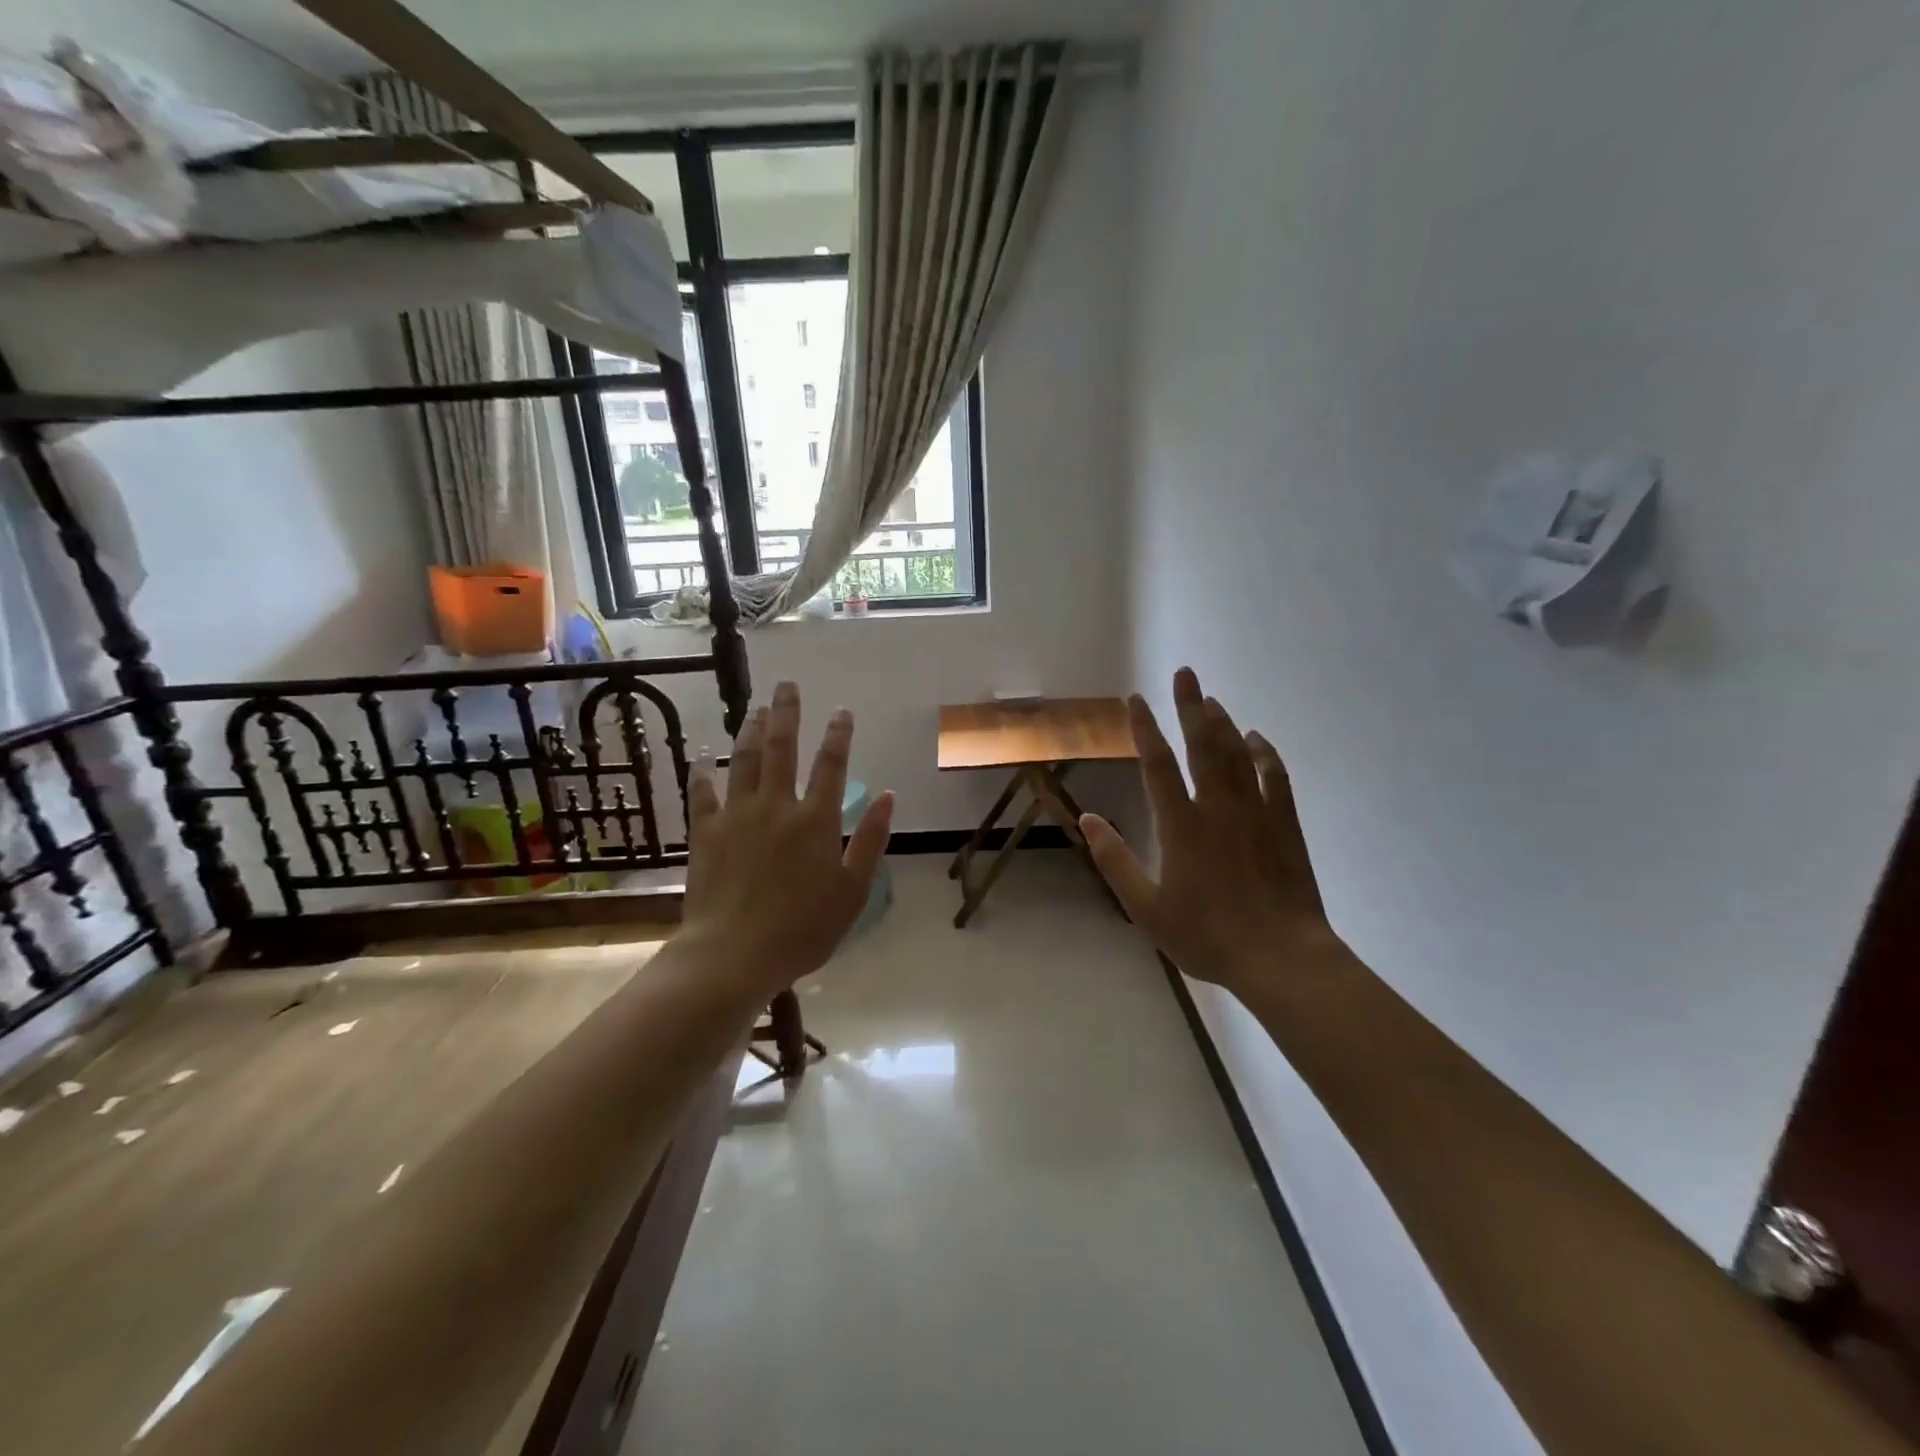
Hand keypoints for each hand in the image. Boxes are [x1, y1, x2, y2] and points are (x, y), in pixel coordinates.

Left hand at [682, 681, 894, 997]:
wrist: (734, 955)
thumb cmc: (803, 929)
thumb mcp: (852, 891)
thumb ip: (871, 840)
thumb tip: (887, 795)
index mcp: (816, 820)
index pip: (831, 765)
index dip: (838, 734)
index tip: (842, 711)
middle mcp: (777, 806)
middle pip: (782, 748)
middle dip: (787, 713)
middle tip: (787, 686)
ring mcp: (737, 816)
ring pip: (744, 761)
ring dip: (751, 731)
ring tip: (755, 709)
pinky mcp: (705, 833)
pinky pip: (702, 794)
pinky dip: (702, 774)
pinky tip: (702, 759)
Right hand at [1080, 667, 1335, 993]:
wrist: (1280, 957)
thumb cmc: (1207, 935)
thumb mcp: (1147, 908)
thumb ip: (1115, 860)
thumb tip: (1088, 818)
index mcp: (1181, 826)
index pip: (1158, 765)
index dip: (1145, 730)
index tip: (1136, 700)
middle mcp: (1217, 807)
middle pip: (1202, 745)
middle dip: (1190, 706)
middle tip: (1186, 673)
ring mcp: (1255, 812)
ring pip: (1237, 754)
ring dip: (1223, 723)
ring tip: (1211, 700)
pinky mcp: (1284, 823)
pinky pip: (1274, 776)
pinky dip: (1263, 753)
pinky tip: (1256, 739)